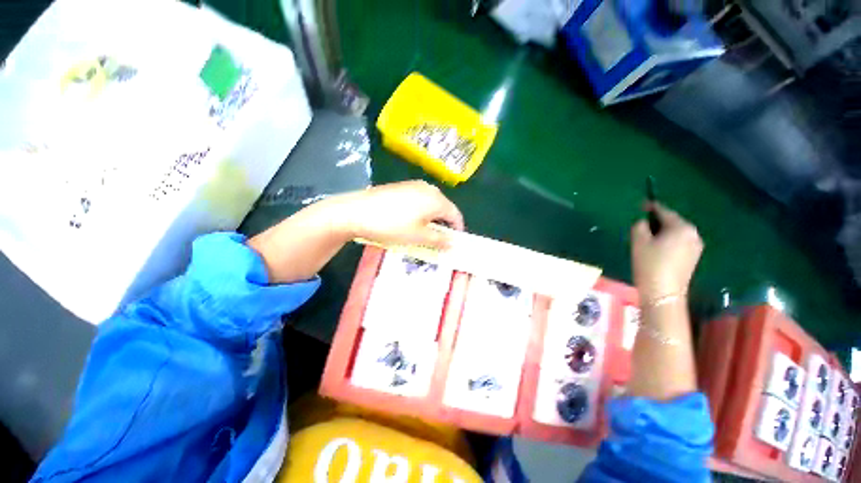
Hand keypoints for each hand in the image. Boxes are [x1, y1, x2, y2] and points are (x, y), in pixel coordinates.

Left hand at [331, 180, 464, 248]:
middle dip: (443, 225)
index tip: (453, 243)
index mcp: (437, 199)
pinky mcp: (401, 186)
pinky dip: (420, 212)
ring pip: (431, 204)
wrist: (357, 211)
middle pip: (444, 208)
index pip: (455, 214)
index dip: (457, 230)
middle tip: (437, 240)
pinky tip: (409, 221)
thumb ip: (439, 240)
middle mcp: (428, 188)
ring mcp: (414, 185)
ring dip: (431, 219)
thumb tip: (453, 243)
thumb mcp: (419, 236)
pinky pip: (419, 200)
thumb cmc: (392, 225)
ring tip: (422, 232)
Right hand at [631, 203, 703, 302]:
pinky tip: (657, 247)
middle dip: (658, 220)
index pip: (664, 211)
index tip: (641, 204)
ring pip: (676, 232)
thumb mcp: (638, 241)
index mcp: (681, 227)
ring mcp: (696, 246)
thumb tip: (643, 222)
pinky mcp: (693, 257)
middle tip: (641, 222)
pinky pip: (679, 242)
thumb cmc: (649, 264)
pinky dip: (668, 240)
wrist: (663, 292)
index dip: (651, 207)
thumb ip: (639, 225)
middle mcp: (693, 233)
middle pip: (672, 221)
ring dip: (663, 231)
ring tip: (648, 235)